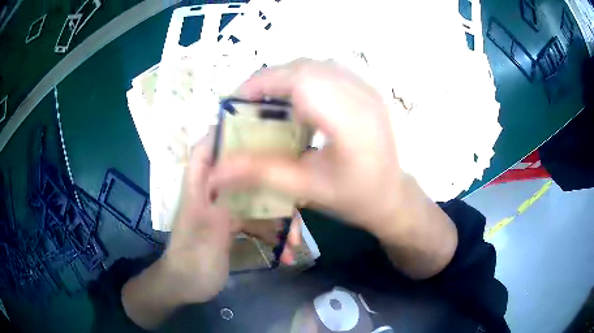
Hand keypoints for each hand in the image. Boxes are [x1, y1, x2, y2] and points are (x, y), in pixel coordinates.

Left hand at [163, 133, 300, 302]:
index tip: (262, 127)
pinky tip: (287, 255)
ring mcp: (227, 209)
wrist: (189, 285)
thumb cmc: (192, 254)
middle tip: (298, 191)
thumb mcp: (205, 224)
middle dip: (272, 181)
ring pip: (257, 200)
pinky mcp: (235, 227)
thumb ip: (219, 192)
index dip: (228, 131)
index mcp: (201, 183)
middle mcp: (215, 189)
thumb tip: (235, 161)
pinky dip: (273, 237)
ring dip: (279, 219)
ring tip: (296, 240)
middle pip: (245, 171)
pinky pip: (259, 224)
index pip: (208, 146)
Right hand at [209, 59, 457, 278]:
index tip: (235, 102)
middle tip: (246, 103)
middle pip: (305, 67)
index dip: (262, 83)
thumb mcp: (307, 189)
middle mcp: (363, 96)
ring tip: (266, 100)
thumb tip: (216, 170)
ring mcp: (368, 89)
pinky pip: (327, 70)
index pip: (301, 81)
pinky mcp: (367, 90)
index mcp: (351, 122)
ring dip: (285, 76)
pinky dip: (303, 78)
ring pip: (315, 65)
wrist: (392, 196)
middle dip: (268, 79)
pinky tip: (295, 100)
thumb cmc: (355, 198)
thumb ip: (261, 173)